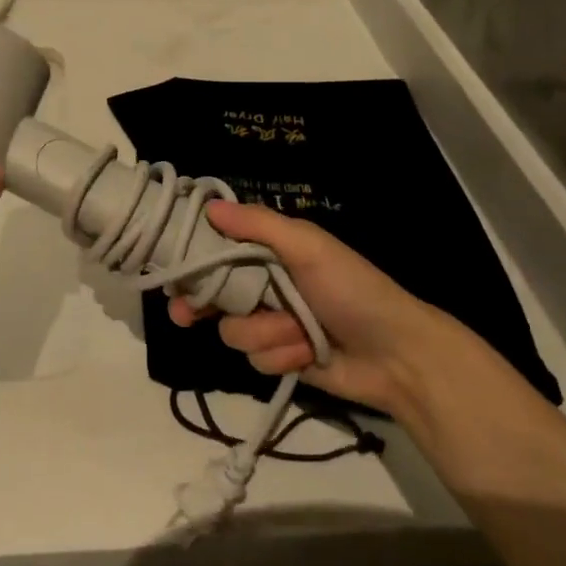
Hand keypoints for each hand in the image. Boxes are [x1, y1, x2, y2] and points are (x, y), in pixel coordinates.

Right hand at [169, 200, 452, 414]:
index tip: (169, 264)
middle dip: (201, 304)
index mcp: (271, 251)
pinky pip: (254, 359)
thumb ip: (259, 226)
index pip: (219, 247)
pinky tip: (305, 355)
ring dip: (264, 334)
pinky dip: (280, 356)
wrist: (396, 355)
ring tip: (297, 333)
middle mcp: (264, 284)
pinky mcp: (278, 358)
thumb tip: (209, 207)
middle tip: (183, 312)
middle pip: (213, 293)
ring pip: (232, 331)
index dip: (193, 256)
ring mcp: (270, 323)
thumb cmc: (351, 289)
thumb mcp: (309, 247)